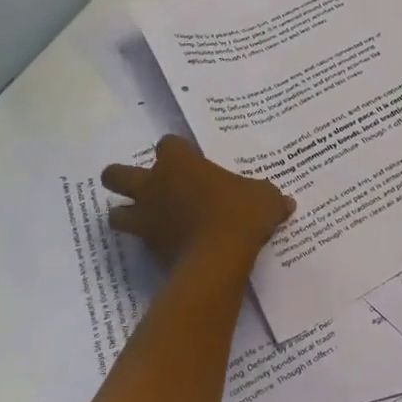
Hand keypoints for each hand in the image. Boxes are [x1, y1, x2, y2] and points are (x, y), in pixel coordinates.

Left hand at [101, 136, 292, 268]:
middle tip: (149, 187)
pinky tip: (170, 247)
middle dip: (124, 179)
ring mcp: (146, 219)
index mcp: (179, 164)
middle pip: (115, 175)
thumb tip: (286, 203)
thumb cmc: (240, 213)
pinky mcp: (148, 250)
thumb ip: (269, 197)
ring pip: (115, 214)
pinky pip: (140, 244)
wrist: (218, 258)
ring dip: (127, 215)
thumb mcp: (266, 198)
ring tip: (149, 220)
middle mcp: (153, 187)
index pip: (168, 144)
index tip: (192, 161)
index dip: (177, 151)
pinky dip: (150, 244)